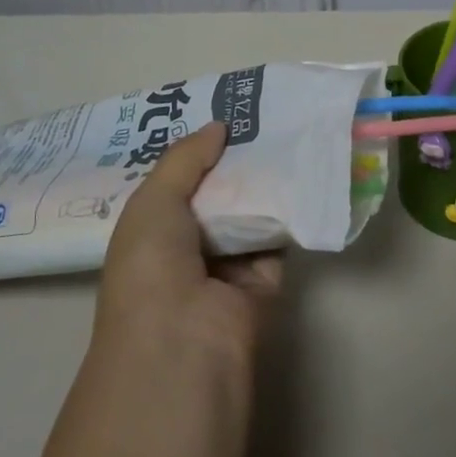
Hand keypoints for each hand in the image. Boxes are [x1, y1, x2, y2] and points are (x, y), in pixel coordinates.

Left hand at [96, 121, 282, 372]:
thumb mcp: (153, 201)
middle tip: (264, 114)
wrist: (182, 344)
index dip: (197, 150)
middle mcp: (186, 247)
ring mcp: (225, 267)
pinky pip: (277, 239)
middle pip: (217, 194)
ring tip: (289, 131)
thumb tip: (219, 126)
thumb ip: (185, 159)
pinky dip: (289, 213)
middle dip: (236, 160)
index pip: (176, 182)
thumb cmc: (151, 267)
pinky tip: (304, 173)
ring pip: (249, 214)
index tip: (224, 112)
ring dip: (265, 182)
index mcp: (150, 230)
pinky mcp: (262, 283)